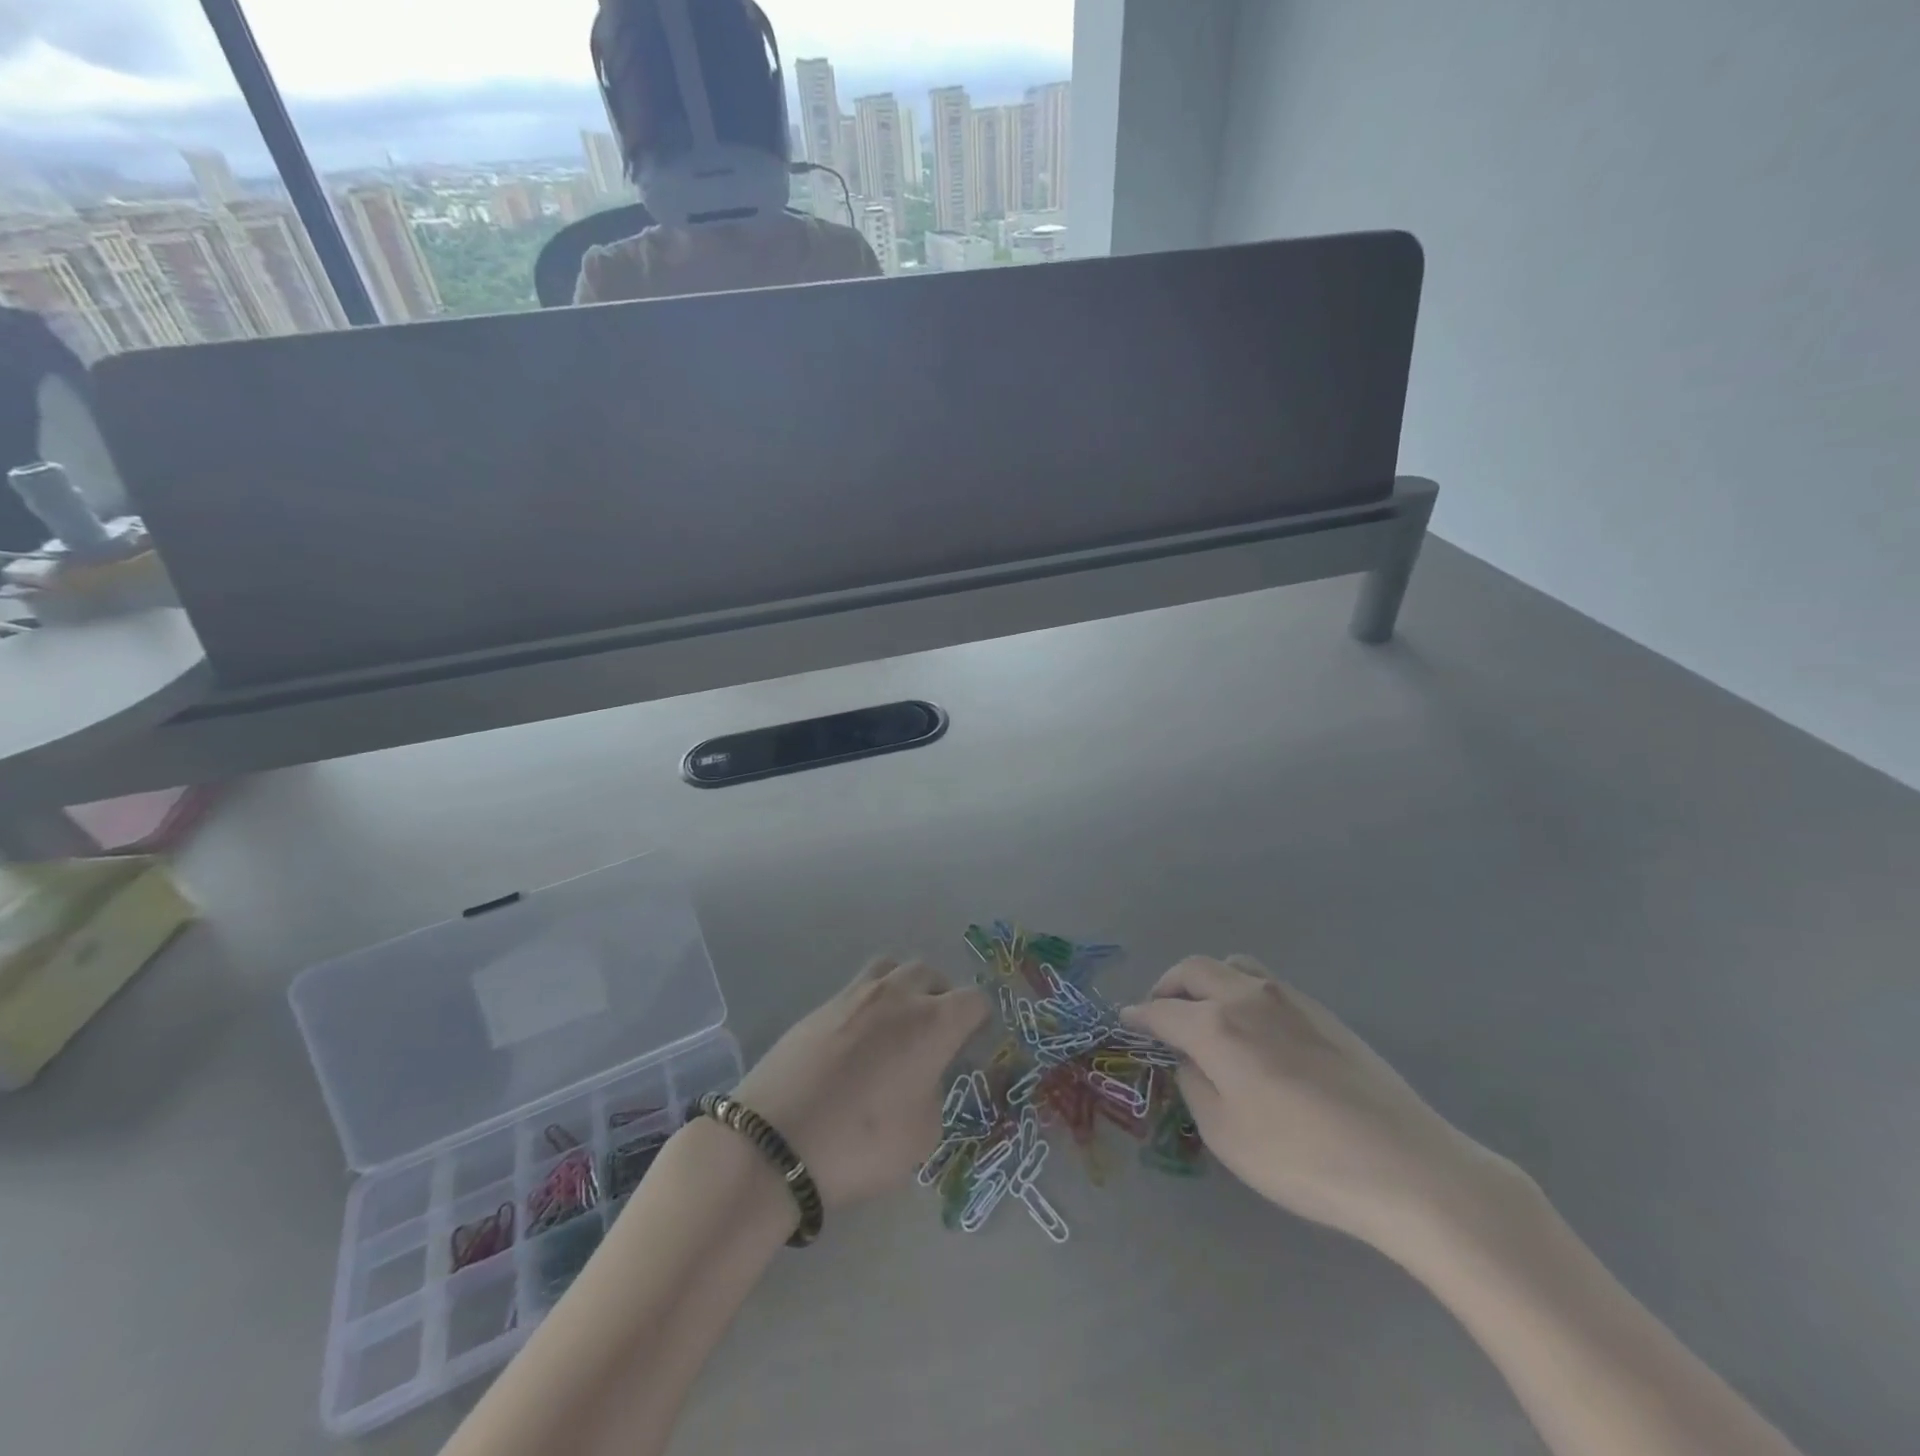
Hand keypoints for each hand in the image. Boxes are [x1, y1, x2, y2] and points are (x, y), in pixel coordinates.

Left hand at [734, 956, 987, 1207]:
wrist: (774, 1142)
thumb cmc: (860, 1144)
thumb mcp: (922, 1136)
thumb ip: (934, 1093)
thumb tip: (923, 1076)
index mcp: (932, 1023)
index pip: (974, 1000)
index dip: (979, 1020)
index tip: (972, 1044)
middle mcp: (897, 996)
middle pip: (932, 974)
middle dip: (942, 997)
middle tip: (935, 1034)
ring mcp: (854, 995)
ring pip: (892, 968)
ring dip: (904, 988)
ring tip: (896, 1024)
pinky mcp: (820, 1006)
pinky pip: (857, 989)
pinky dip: (869, 1005)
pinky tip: (857, 1042)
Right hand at [1123, 955, 1522, 1253]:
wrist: (1405, 1165)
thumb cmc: (1302, 1159)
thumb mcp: (1226, 1135)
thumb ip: (1195, 1085)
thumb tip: (1187, 1059)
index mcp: (1216, 1026)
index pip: (1162, 1010)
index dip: (1139, 1015)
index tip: (1125, 1020)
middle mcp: (1246, 998)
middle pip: (1194, 970)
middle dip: (1168, 986)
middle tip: (1160, 1012)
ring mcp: (1288, 999)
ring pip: (1233, 966)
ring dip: (1207, 981)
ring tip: (1206, 1012)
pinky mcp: (1322, 1011)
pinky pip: (1265, 982)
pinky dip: (1241, 990)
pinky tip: (1253, 1029)